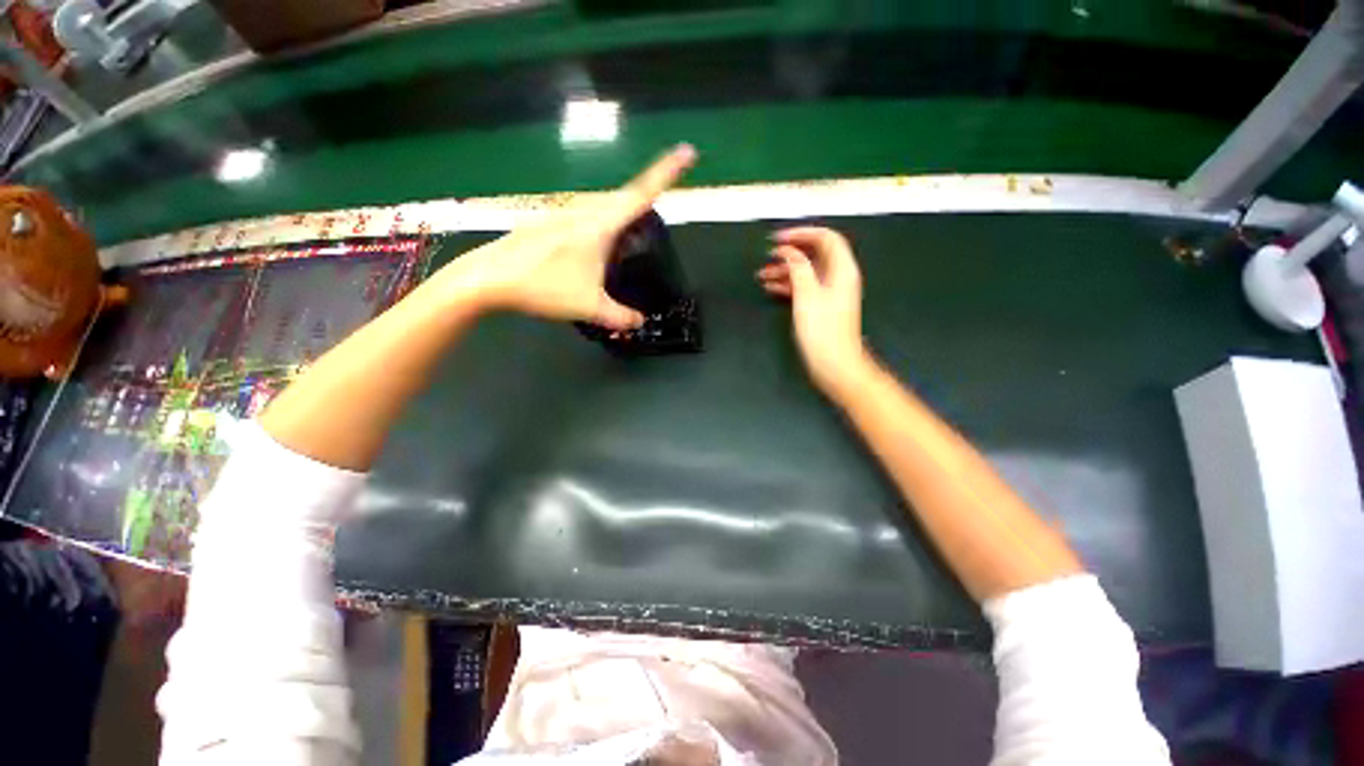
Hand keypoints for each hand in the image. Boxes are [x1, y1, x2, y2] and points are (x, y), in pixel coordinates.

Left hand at [438, 144, 696, 328]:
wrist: (489, 278)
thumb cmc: (543, 287)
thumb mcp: (589, 307)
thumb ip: (619, 316)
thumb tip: (640, 322)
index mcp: (599, 225)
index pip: (641, 195)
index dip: (666, 172)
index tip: (686, 150)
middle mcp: (583, 212)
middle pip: (622, 200)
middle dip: (643, 203)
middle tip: (653, 222)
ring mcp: (562, 215)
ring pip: (601, 210)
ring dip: (618, 221)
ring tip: (623, 247)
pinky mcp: (548, 224)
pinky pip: (584, 220)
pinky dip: (597, 232)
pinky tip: (589, 256)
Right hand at [757, 226, 868, 394]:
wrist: (834, 364)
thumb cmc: (822, 329)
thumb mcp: (807, 295)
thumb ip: (798, 267)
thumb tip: (788, 251)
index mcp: (842, 269)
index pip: (825, 238)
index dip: (801, 233)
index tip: (777, 239)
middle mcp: (838, 276)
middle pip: (815, 254)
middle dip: (791, 252)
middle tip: (768, 255)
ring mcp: (830, 292)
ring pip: (807, 271)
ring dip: (785, 270)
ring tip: (761, 274)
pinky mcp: (822, 306)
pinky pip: (804, 287)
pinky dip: (788, 285)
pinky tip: (770, 287)